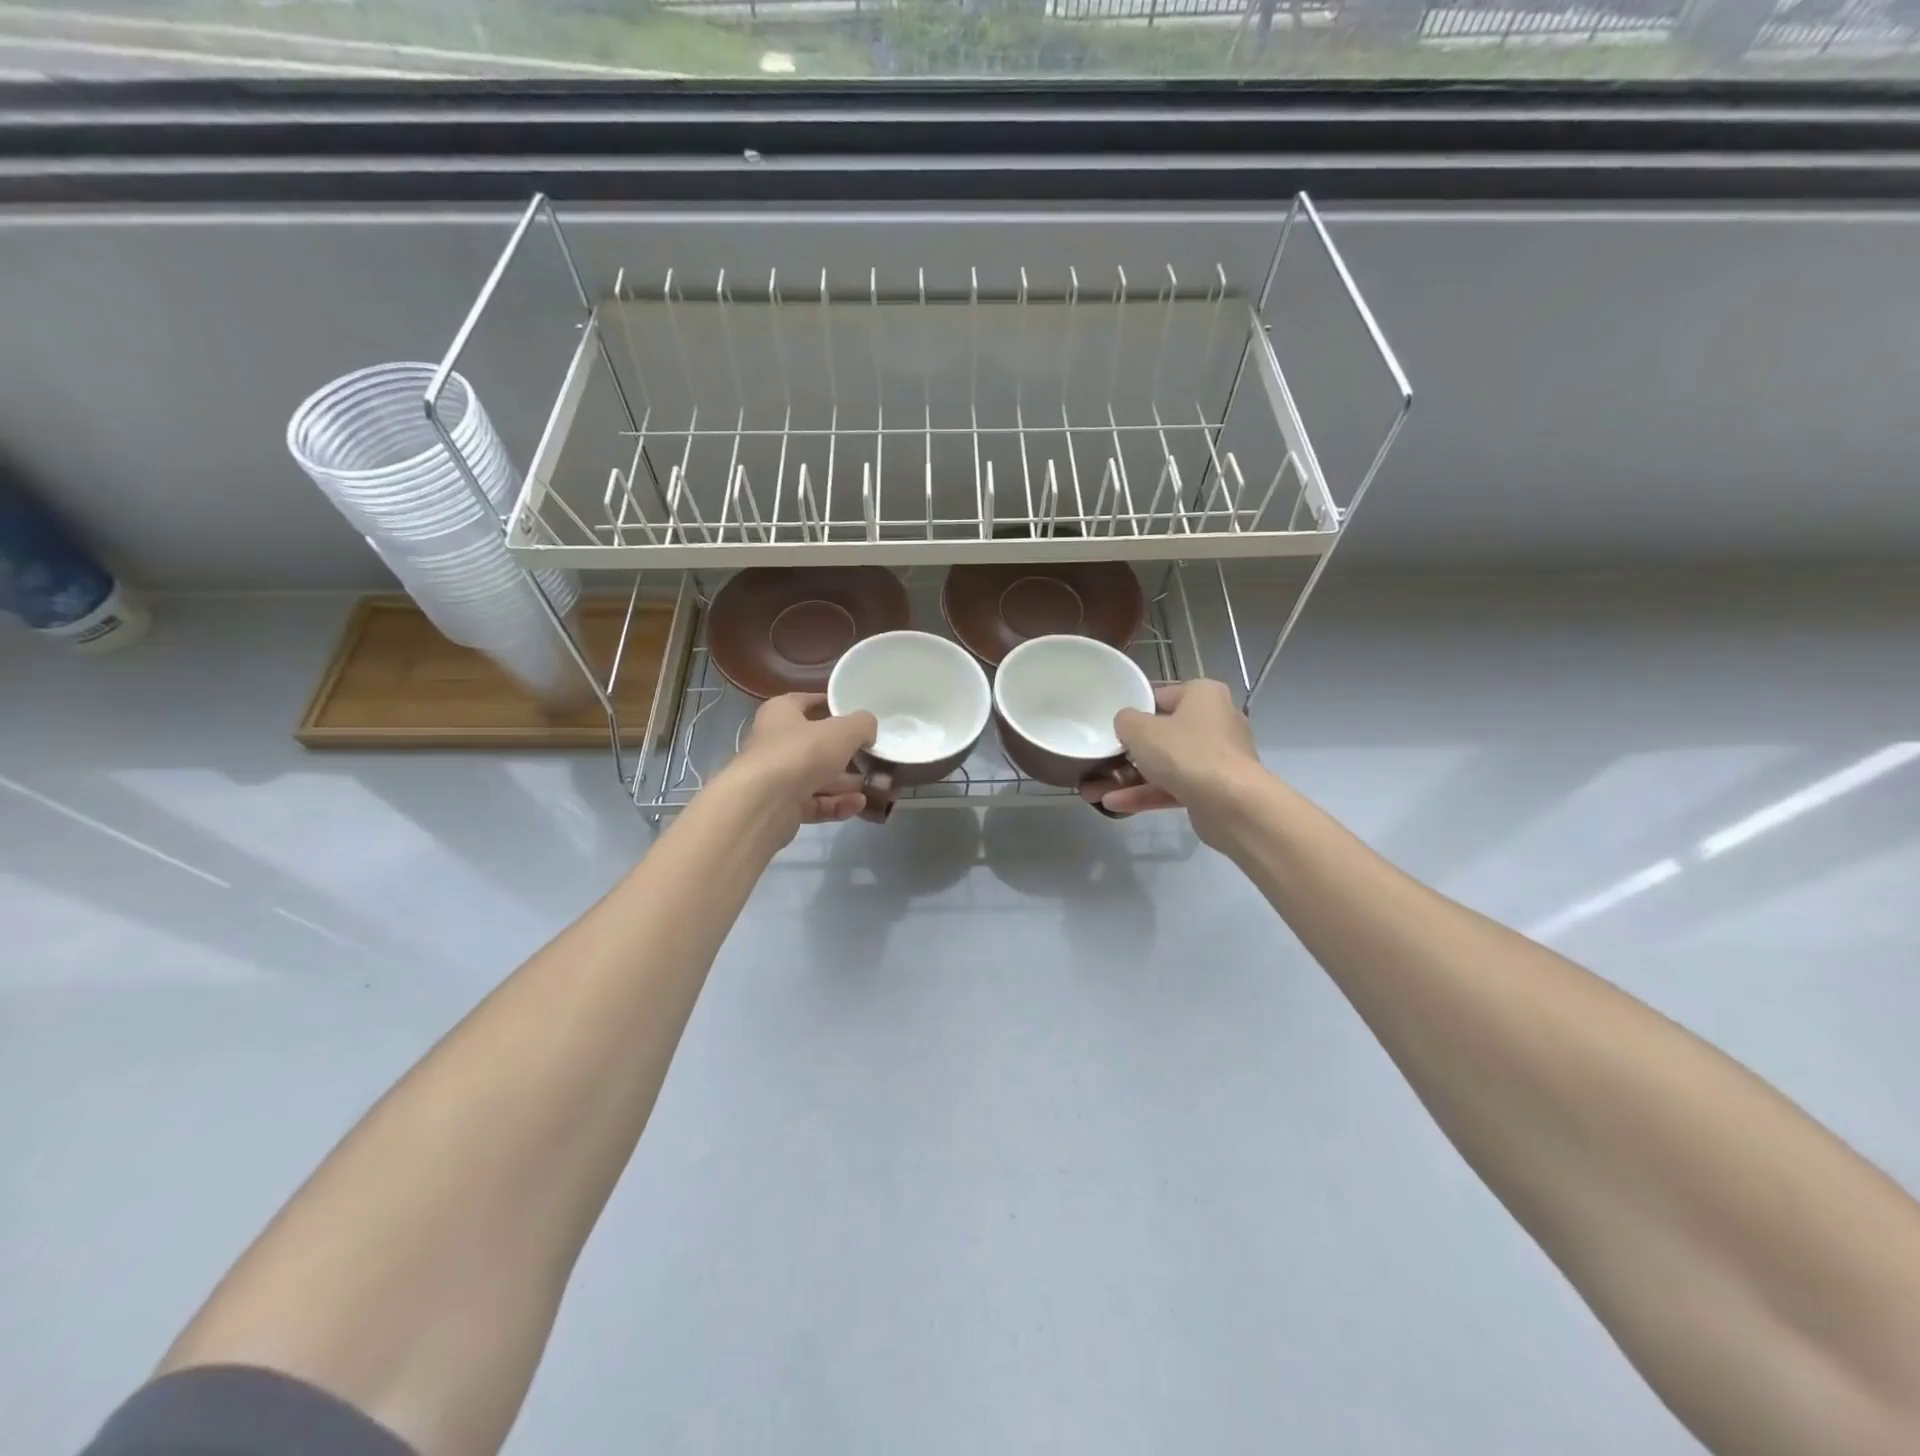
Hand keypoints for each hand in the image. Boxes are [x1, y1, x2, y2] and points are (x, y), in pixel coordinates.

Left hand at [728, 693, 877, 829]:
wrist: (763, 804)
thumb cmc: (801, 753)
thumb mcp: (843, 731)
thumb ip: (862, 725)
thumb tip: (868, 730)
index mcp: (781, 713)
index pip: (808, 702)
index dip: (833, 706)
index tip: (860, 716)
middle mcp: (775, 742)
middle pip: (816, 744)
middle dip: (847, 753)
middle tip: (873, 757)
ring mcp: (776, 777)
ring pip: (817, 776)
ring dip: (845, 782)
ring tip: (874, 786)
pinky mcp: (780, 807)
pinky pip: (813, 802)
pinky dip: (835, 803)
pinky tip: (858, 805)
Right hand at [1104, 680, 1265, 843]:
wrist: (1233, 805)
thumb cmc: (1186, 753)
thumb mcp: (1141, 730)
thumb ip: (1126, 721)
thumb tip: (1127, 725)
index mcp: (1203, 695)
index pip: (1161, 696)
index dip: (1133, 710)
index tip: (1110, 725)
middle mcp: (1215, 722)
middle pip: (1162, 733)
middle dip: (1127, 752)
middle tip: (1099, 760)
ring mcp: (1216, 758)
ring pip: (1165, 765)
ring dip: (1129, 778)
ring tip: (1093, 790)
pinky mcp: (1213, 790)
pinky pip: (1173, 787)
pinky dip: (1145, 794)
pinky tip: (1113, 804)